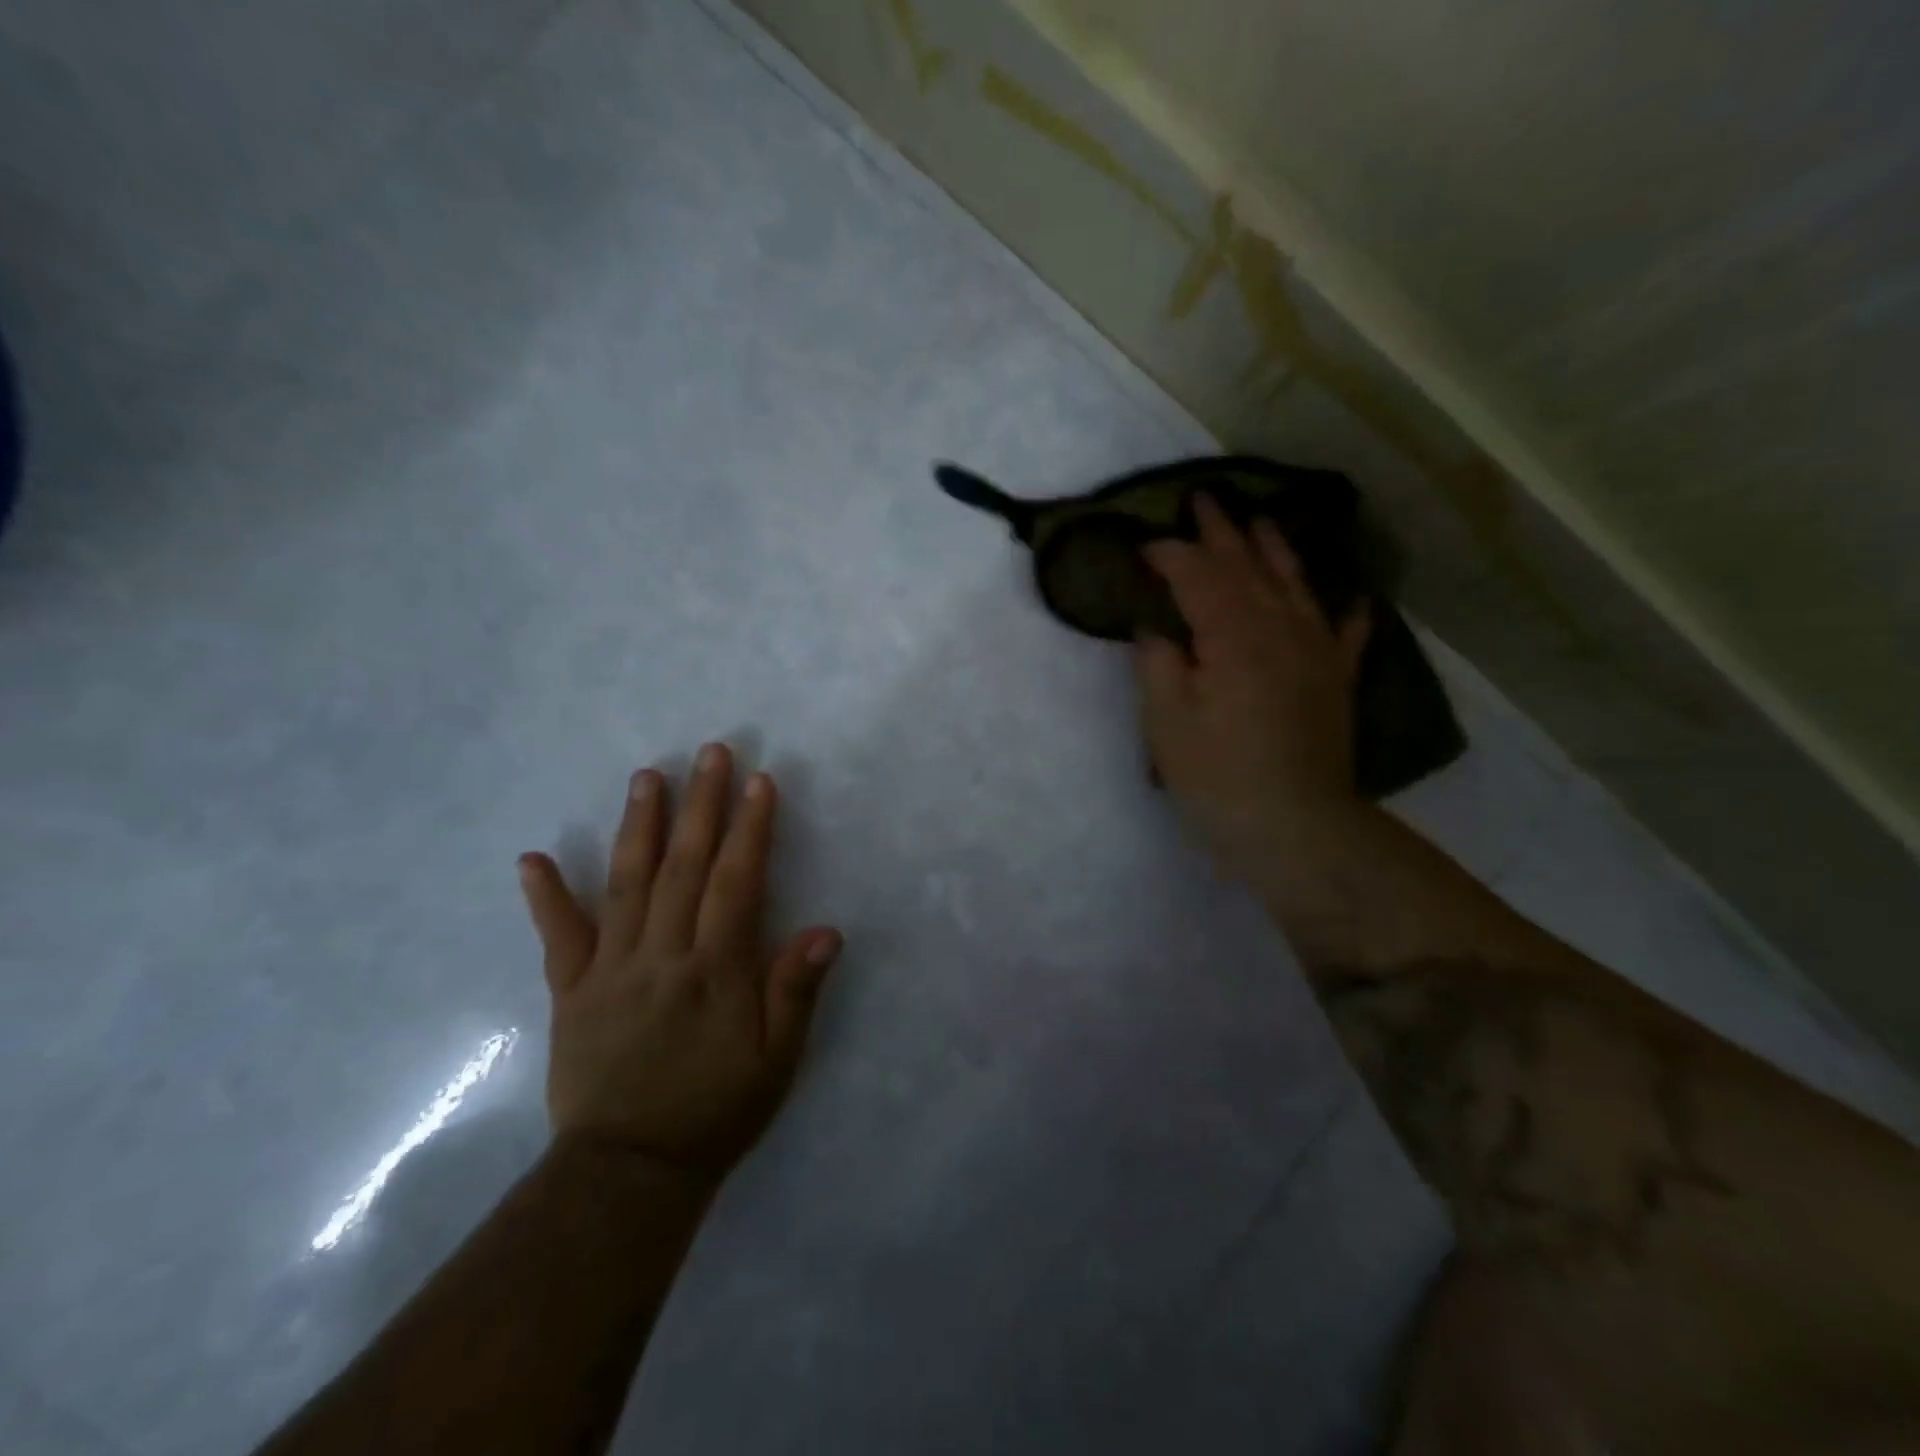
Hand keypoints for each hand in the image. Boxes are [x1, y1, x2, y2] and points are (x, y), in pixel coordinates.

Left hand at [517, 743, 842, 1183]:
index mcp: (715, 970)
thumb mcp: (776, 1061)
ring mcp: (611, 969)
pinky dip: (545, 897)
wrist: (628, 1172)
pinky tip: (533, 857)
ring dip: (640, 826)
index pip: (737, 883)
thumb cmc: (716, 1111)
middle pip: (685, 867)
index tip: (760, 782)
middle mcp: (662, 956)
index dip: (751, 829)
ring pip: (626, 885)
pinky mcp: (571, 991)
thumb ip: (795, 992)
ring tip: (647, 776)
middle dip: (702, 805)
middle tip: (710, 753)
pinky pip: (558, 938)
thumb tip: (826, 931)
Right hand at [1135, 494, 1370, 875]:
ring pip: (1295, 587)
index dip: (1170, 555)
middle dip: (1222, 533)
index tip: (1144, 544)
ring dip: (1275, 551)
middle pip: (1247, 569)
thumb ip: (1158, 666)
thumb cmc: (1218, 776)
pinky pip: (1345, 636)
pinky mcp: (1335, 683)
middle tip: (1204, 499)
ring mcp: (1313, 654)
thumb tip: (1157, 631)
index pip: (1196, 578)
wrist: (1296, 826)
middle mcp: (1277, 630)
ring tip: (1262, 523)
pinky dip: (1346, 613)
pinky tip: (1351, 598)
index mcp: (1230, 636)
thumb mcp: (1167, 723)